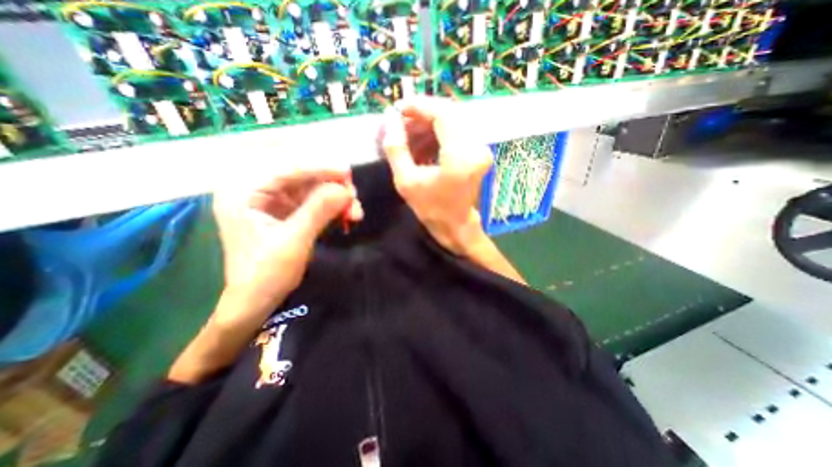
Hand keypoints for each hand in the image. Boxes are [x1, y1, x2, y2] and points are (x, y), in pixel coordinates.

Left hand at [211, 169, 362, 319]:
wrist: (257, 300)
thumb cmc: (267, 274)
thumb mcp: (294, 241)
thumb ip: (318, 211)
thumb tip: (344, 190)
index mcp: (242, 191)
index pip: (284, 167)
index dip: (319, 167)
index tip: (347, 172)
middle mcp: (255, 188)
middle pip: (300, 174)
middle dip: (331, 185)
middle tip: (353, 197)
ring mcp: (272, 198)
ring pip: (311, 187)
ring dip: (336, 197)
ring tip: (355, 212)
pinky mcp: (286, 209)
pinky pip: (314, 200)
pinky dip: (333, 206)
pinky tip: (347, 215)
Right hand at [383, 97, 492, 254]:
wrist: (455, 225)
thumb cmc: (431, 208)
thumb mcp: (406, 182)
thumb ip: (396, 149)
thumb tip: (389, 120)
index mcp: (460, 156)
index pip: (443, 114)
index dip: (419, 106)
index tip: (399, 109)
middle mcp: (476, 148)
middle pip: (449, 115)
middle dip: (422, 116)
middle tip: (400, 125)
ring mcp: (480, 149)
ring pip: (452, 122)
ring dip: (428, 126)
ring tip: (407, 137)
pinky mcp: (478, 152)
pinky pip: (456, 133)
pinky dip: (437, 135)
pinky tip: (422, 145)